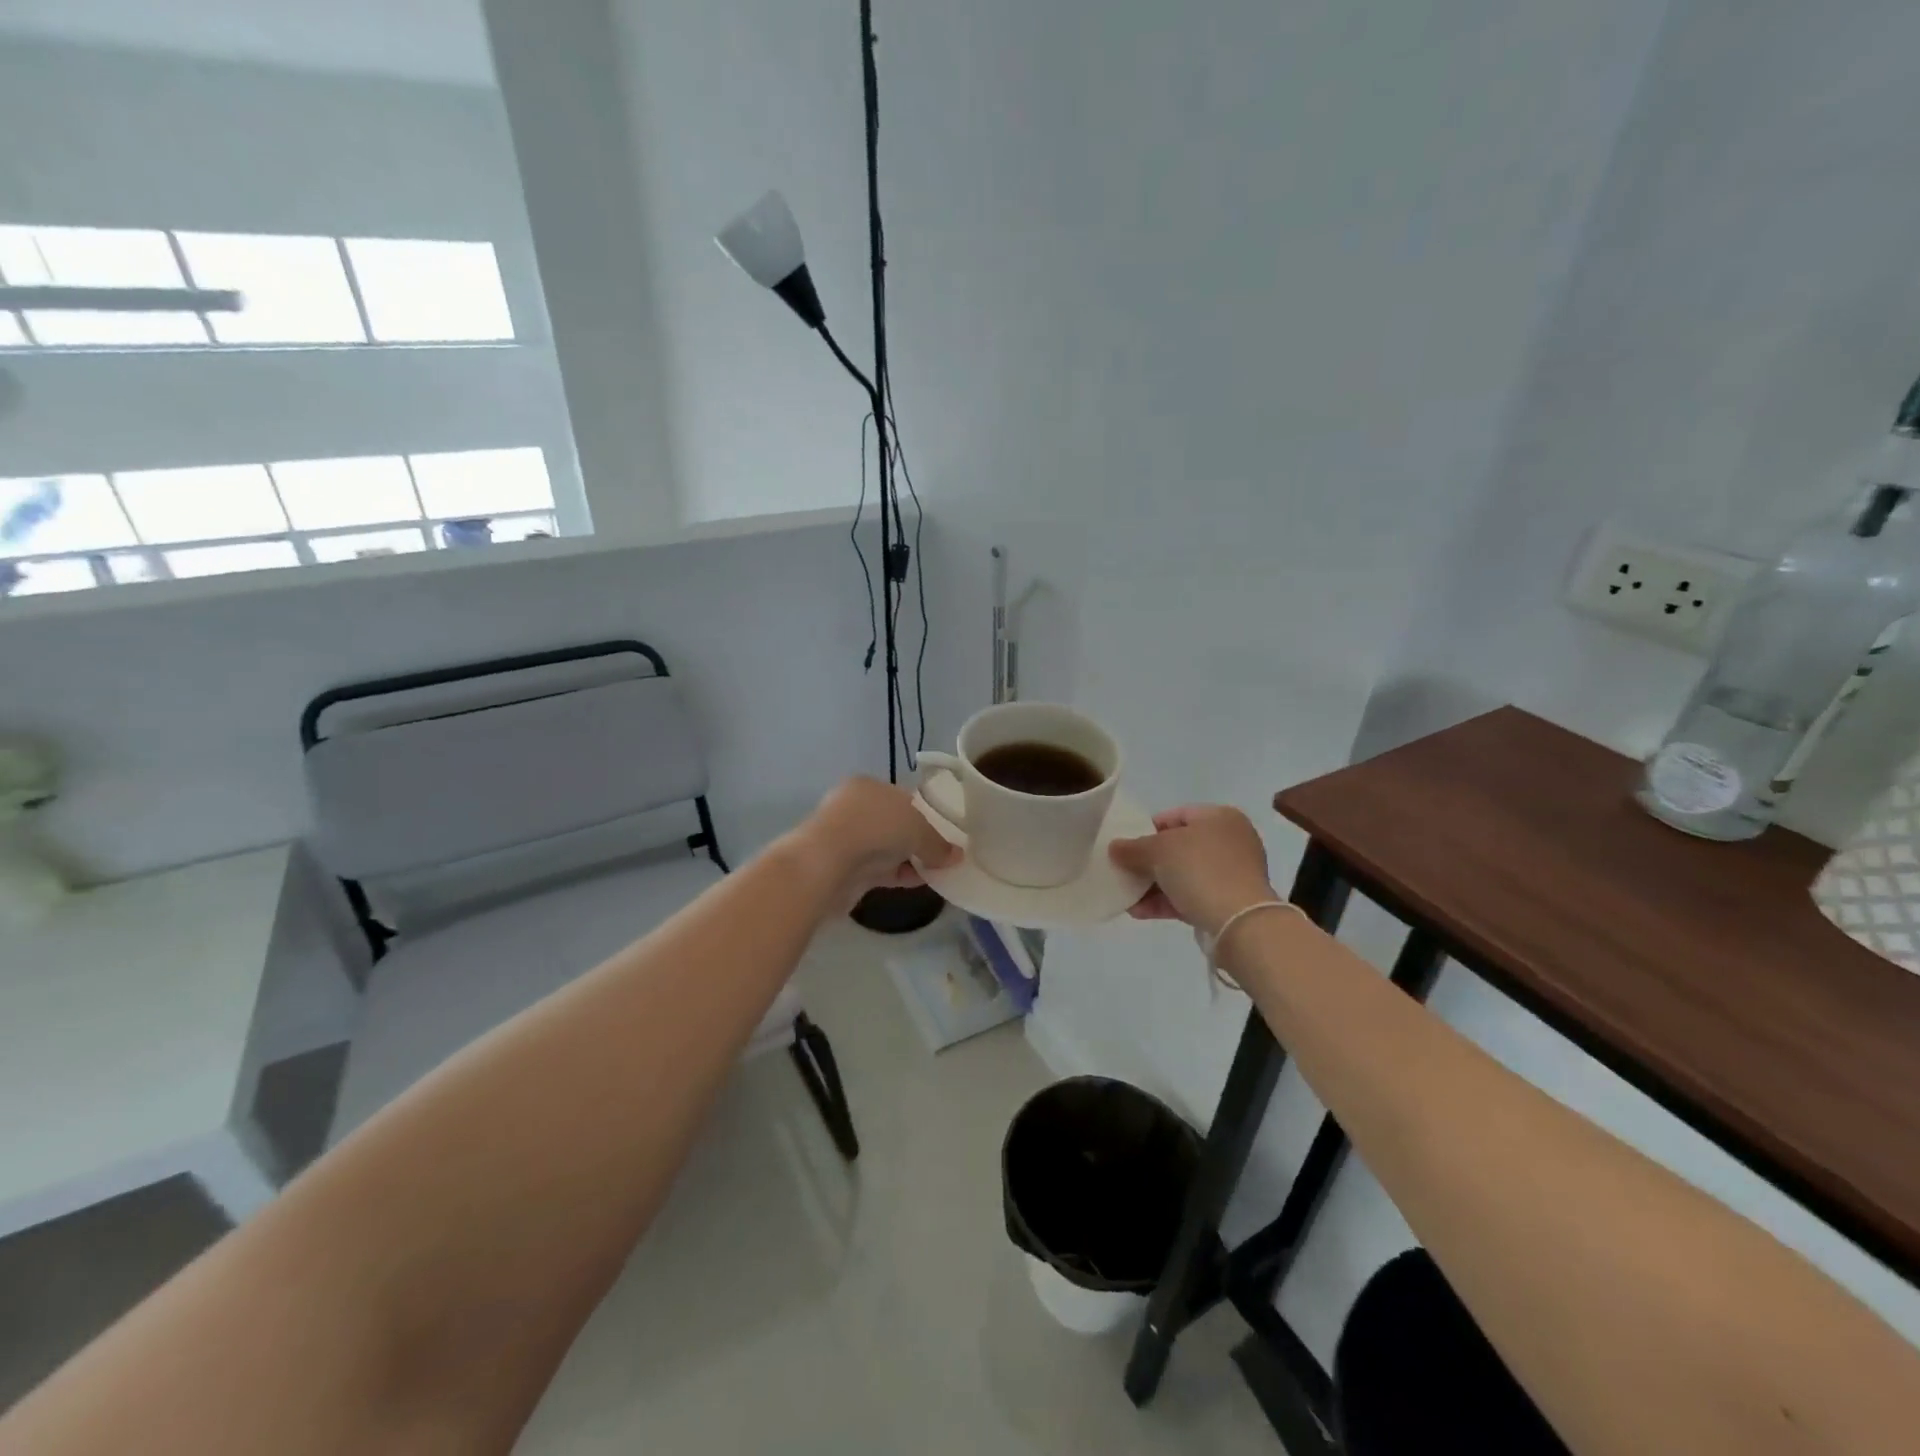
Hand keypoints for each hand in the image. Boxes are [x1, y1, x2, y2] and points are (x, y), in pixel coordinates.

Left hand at [793, 776, 960, 903]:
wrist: (826, 863)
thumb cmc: (875, 828)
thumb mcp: (918, 829)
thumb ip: (938, 843)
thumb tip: (956, 856)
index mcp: (867, 786)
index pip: (902, 798)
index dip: (926, 814)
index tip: (945, 831)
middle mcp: (854, 808)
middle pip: (894, 824)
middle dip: (918, 839)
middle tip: (943, 854)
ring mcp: (846, 840)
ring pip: (886, 849)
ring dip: (910, 859)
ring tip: (938, 871)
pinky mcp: (844, 869)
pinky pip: (879, 870)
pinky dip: (899, 874)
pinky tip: (920, 882)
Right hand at [1109, 805, 1277, 935]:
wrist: (1238, 921)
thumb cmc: (1199, 869)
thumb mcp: (1158, 851)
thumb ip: (1132, 848)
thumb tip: (1114, 848)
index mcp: (1220, 817)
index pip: (1176, 815)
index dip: (1147, 828)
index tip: (1127, 845)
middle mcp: (1230, 841)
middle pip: (1179, 847)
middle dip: (1149, 861)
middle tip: (1124, 871)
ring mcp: (1232, 873)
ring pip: (1184, 875)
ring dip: (1153, 885)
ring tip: (1126, 896)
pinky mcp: (1229, 902)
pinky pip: (1191, 896)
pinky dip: (1166, 902)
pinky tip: (1139, 911)